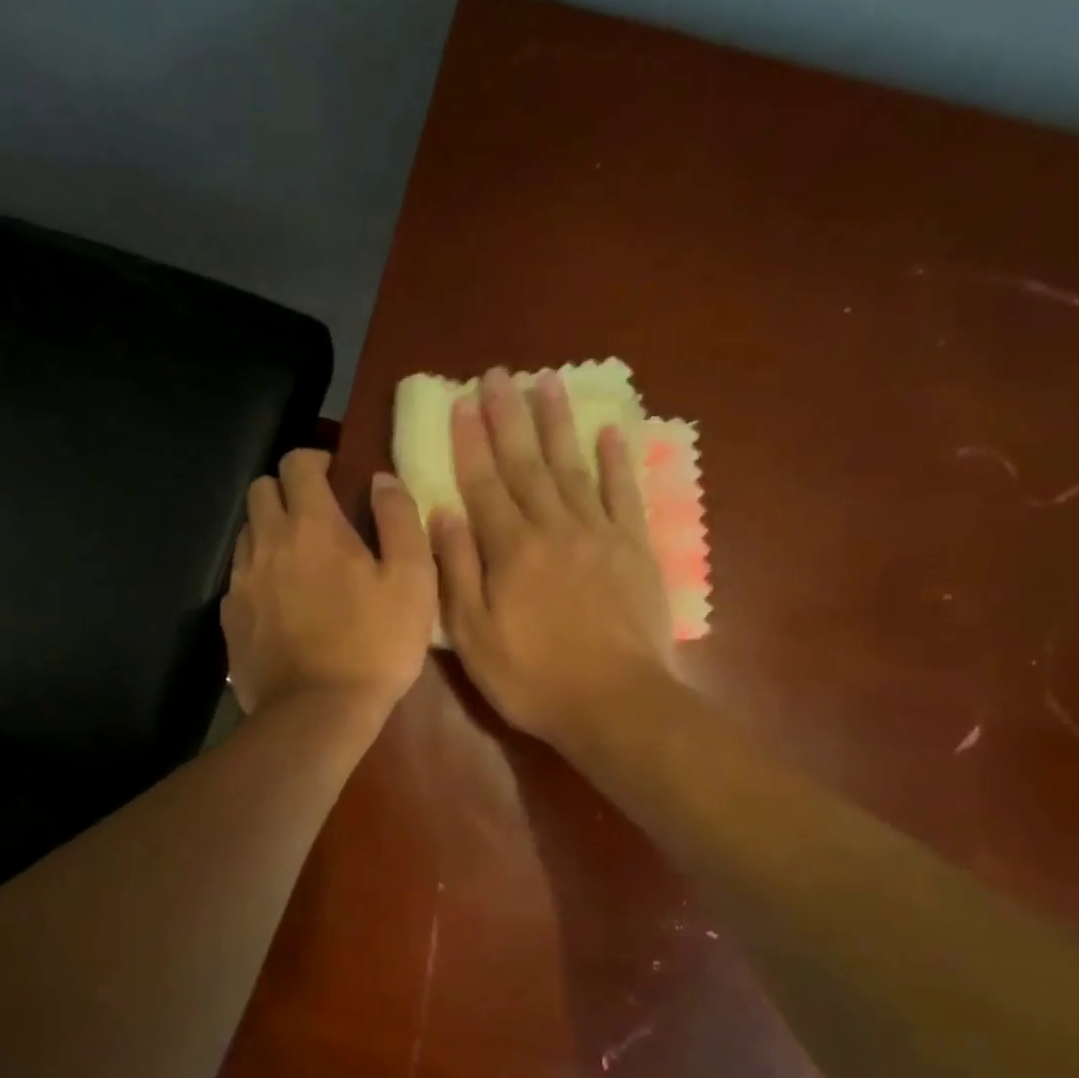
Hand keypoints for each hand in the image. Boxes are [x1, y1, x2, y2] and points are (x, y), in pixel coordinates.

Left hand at [223, 448, 435, 721]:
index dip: (316, 460)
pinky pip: (239, 577)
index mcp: (312, 526)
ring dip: (270, 532)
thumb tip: (382, 479)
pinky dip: (259, 574)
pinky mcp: (230, 617)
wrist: (317, 713)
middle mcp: (267, 543)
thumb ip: (400, 520)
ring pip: (247, 532)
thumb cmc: (374, 646)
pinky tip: (282, 603)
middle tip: (317, 518)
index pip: (297, 463)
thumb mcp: (412, 582)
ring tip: (300, 561)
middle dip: (287, 491)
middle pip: (261, 489)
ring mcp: (242, 581)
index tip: (336, 477)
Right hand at [430, 367, 675, 746]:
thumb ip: (456, 571)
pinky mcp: (636, 550)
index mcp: (510, 550)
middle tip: (499, 374)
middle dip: (509, 416)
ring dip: (559, 424)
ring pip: (574, 467)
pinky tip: (609, 433)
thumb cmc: (533, 678)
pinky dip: (617, 462)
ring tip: (548, 383)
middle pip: (528, 463)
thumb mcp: (474, 636)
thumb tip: (442, 513)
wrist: (615, 703)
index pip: (484, 483)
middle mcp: (554, 528)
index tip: (462, 401)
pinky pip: (625, 495)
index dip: (471, 441)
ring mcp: (600, 535)